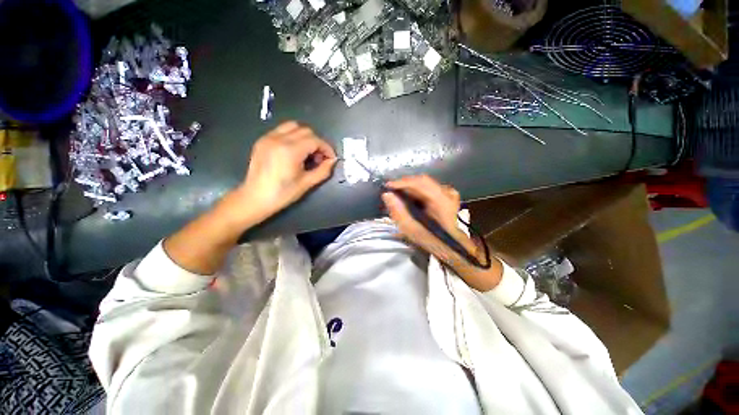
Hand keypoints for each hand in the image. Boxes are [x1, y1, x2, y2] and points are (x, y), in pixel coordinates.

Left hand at [235, 121, 336, 222]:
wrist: (255, 198)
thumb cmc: (283, 194)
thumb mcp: (307, 183)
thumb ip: (323, 170)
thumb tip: (332, 161)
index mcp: (290, 151)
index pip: (315, 140)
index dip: (327, 148)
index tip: (331, 158)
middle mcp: (278, 139)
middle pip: (306, 131)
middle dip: (317, 143)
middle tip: (319, 158)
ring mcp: (268, 138)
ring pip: (293, 126)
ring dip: (305, 137)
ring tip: (307, 153)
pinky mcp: (262, 140)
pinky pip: (282, 131)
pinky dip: (293, 137)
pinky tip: (294, 151)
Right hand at [381, 175, 471, 261]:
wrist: (449, 244)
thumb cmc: (430, 239)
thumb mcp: (411, 229)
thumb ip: (398, 211)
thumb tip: (387, 195)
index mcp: (441, 201)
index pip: (419, 183)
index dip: (401, 183)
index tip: (387, 186)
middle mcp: (447, 192)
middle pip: (421, 181)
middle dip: (404, 184)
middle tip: (391, 190)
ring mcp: (449, 192)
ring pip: (424, 183)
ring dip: (410, 187)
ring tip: (398, 193)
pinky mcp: (448, 194)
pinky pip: (429, 187)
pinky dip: (417, 190)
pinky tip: (411, 196)